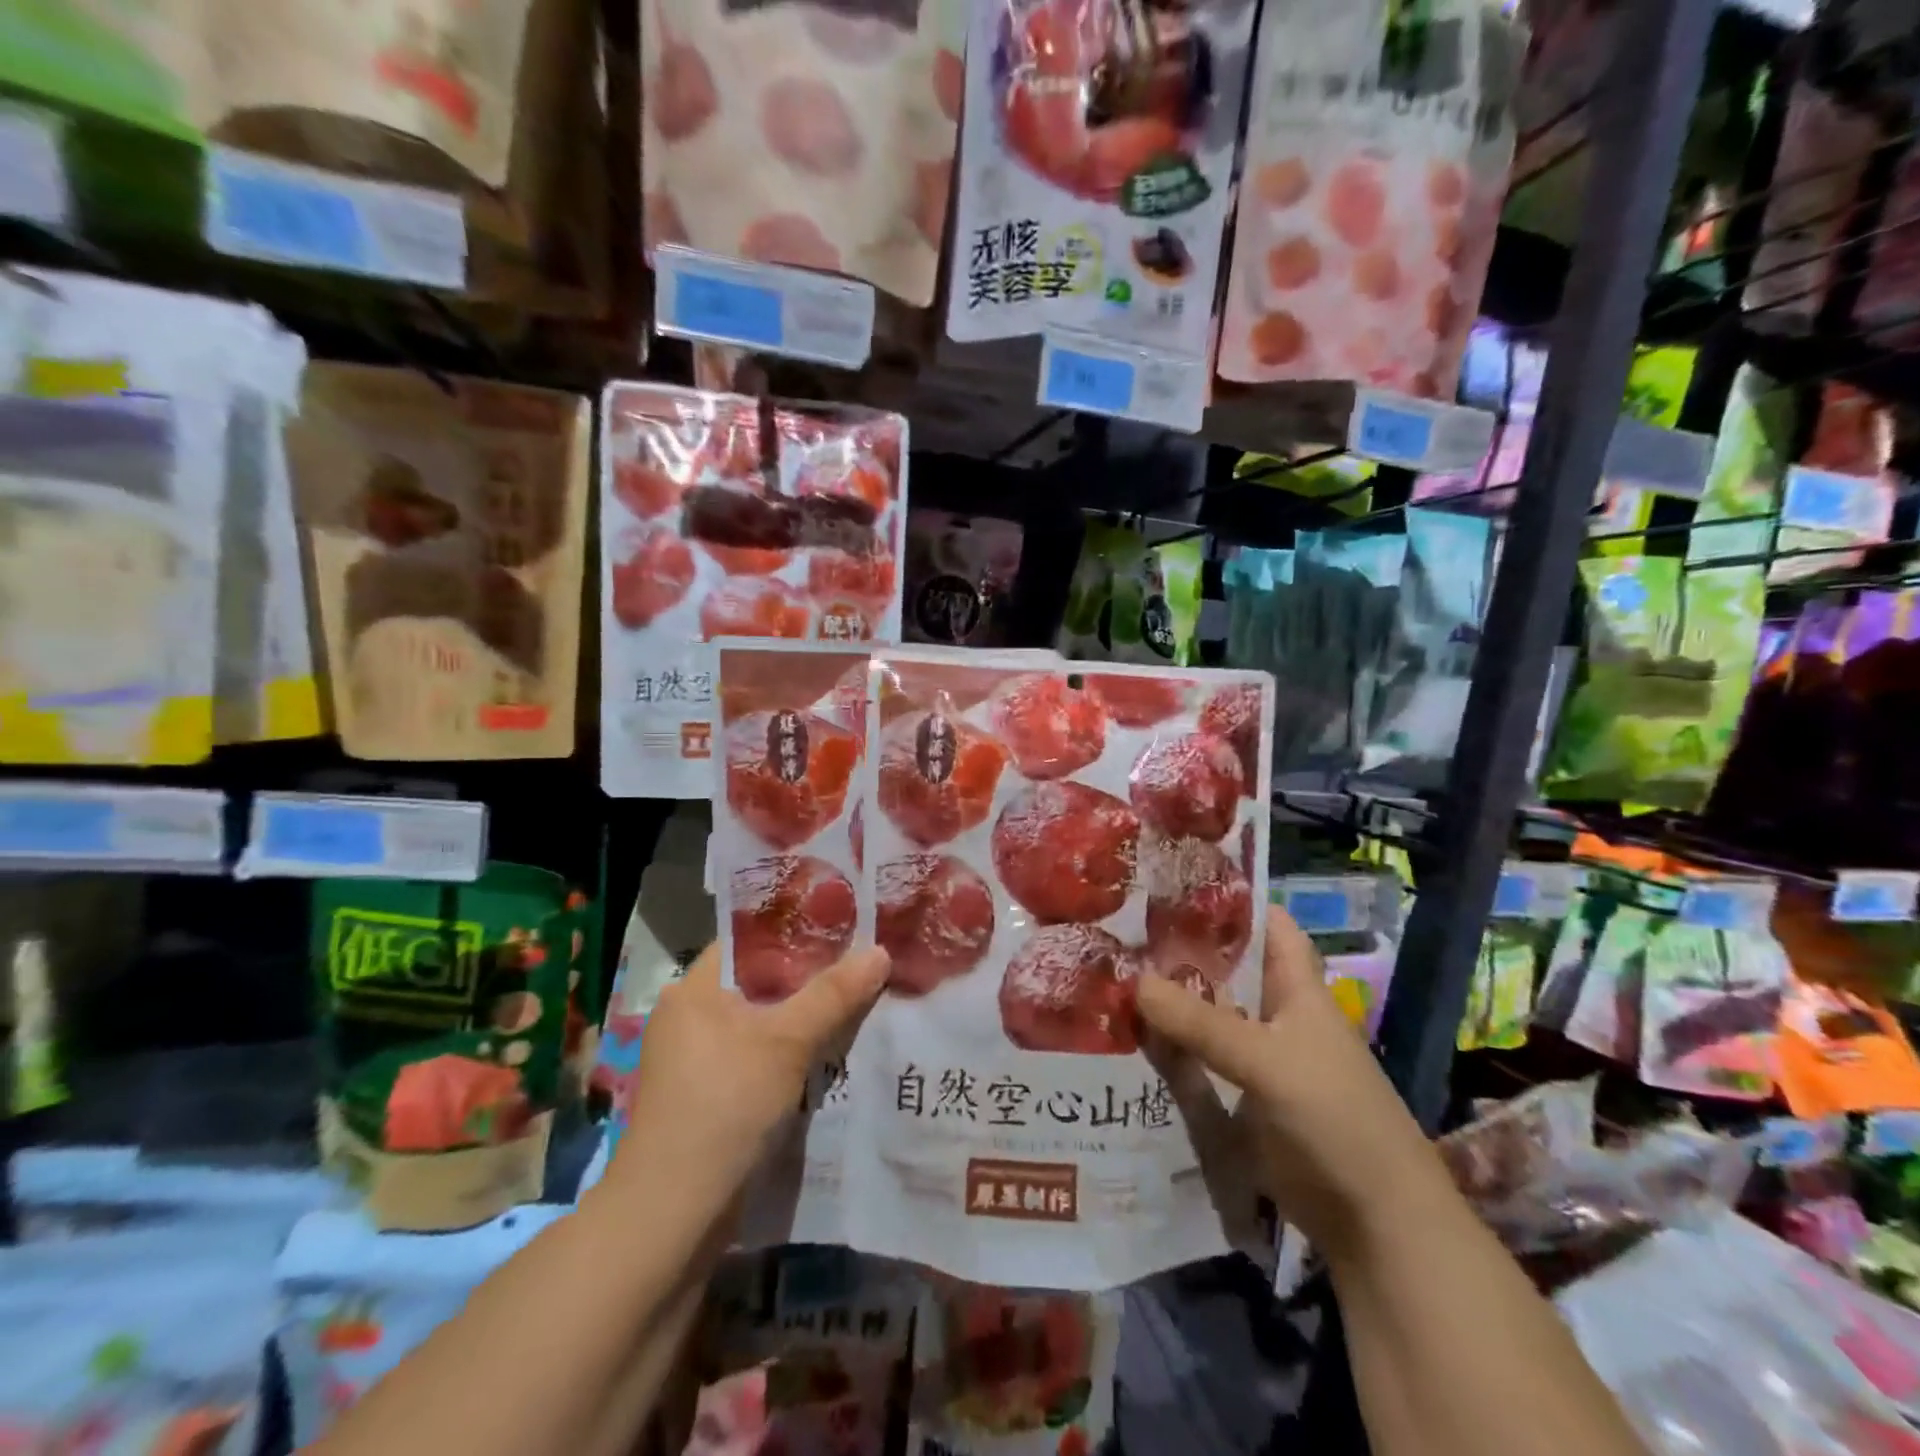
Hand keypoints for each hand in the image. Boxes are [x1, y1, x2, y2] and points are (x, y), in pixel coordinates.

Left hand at [608, 940, 889, 1207]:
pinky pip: (760, 1055)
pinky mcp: (711, 1095)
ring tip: (860, 998)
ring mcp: (698, 1059)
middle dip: (812, 975)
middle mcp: (692, 1016)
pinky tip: (834, 1049)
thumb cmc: (724, 1105)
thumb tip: (879, 951)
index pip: (751, 939)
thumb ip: (834, 994)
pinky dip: (793, 1050)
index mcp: (695, 989)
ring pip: (764, 1021)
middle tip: (864, 960)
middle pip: (762, 981)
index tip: (846, 922)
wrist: (673, 1215)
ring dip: (806, 1016)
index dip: (798, 928)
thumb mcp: (787, 1042)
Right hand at [1136, 906, 1442, 1253]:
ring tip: (1106, 976)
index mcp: (1296, 989)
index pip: (1266, 924)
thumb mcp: (1267, 1062)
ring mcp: (1257, 1058)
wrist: (1375, 1222)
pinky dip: (1169, 1050)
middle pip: (1225, 969)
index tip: (1172, 880)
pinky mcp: (1242, 1097)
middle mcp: (1275, 1015)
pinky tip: (1125, 1041)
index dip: (1228, 899)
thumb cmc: (1335, 1119)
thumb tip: (1134, 981)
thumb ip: (1201, 1023)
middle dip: (1179, 950)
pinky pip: (1198, 1061)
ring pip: (1206, 1015)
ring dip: (1167, 1001)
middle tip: (1117, 929)